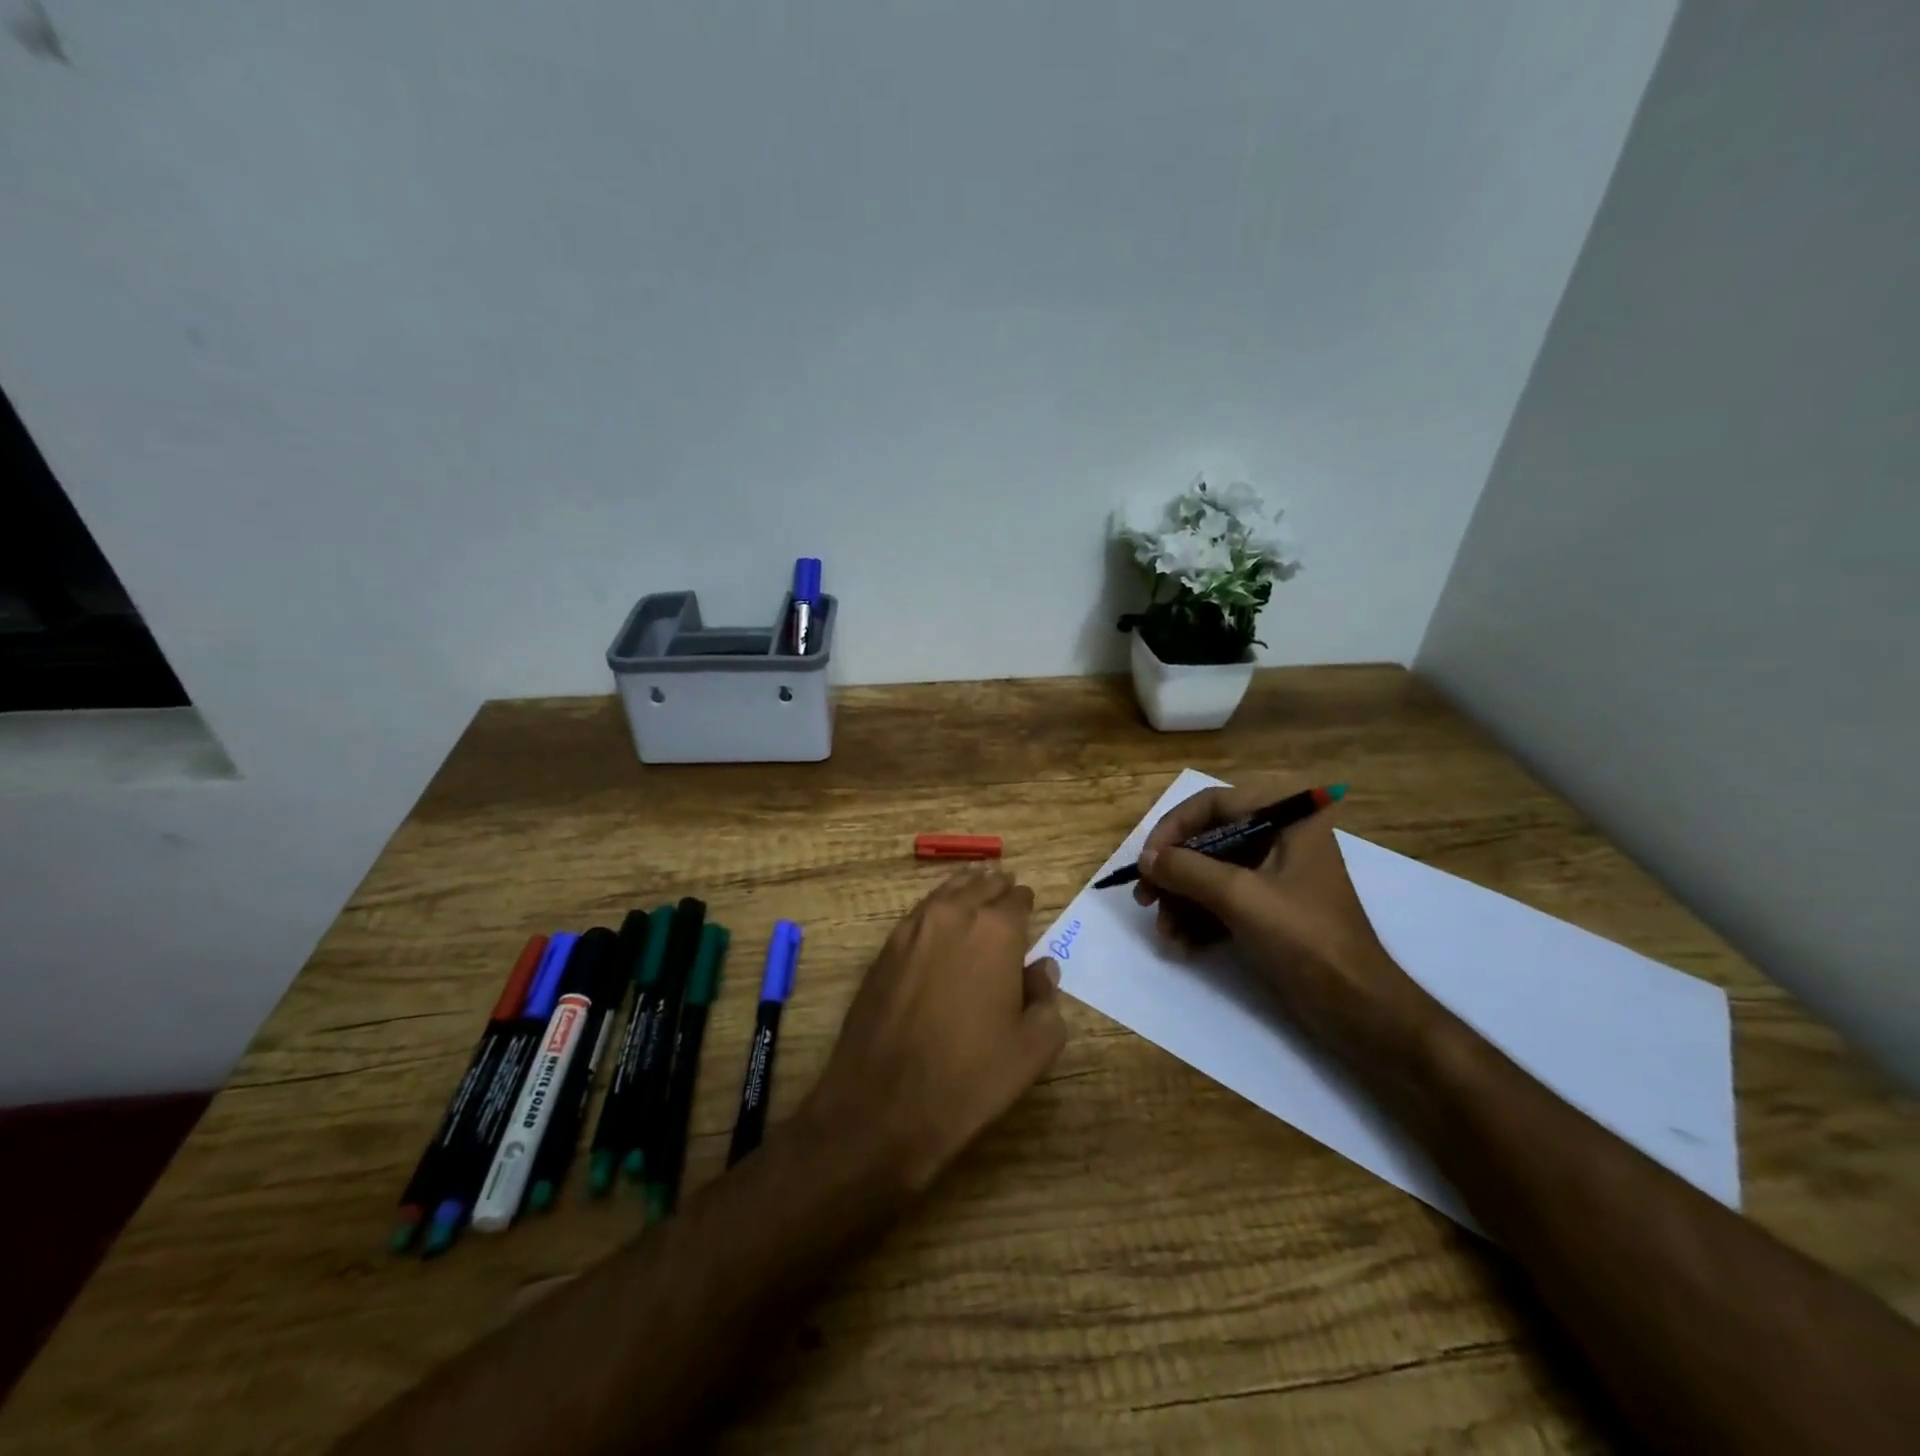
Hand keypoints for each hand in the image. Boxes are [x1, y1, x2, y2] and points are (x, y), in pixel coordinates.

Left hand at [799, 866, 1067, 1193]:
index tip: (1029, 907)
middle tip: (1006, 890)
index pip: (1018, 900)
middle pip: (980, 885)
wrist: (882, 1104)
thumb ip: (1047, 999)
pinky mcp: (884, 949)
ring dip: (965, 889)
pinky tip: (940, 922)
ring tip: (975, 890)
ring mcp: (912, 929)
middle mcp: (953, 916)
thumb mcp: (1032, 1049)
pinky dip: (935, 908)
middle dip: (996, 887)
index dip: (1026, 903)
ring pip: (946, 892)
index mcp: (996, 931)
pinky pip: (919, 913)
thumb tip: (1041, 968)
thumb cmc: (969, 1077)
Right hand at [1134, 785, 1438, 1070]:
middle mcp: (1282, 838)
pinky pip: (1223, 900)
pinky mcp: (1271, 908)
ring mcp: (1277, 875)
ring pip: (1212, 872)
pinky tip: (1181, 944)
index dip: (1174, 827)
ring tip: (1164, 931)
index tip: (1148, 860)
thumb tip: (1145, 859)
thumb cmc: (1305, 938)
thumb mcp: (1240, 897)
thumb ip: (1187, 869)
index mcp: (1288, 819)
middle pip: (1209, 839)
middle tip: (1145, 898)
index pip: (1215, 803)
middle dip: (1174, 872)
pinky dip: (1200, 918)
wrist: (1358, 1008)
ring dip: (1182, 900)